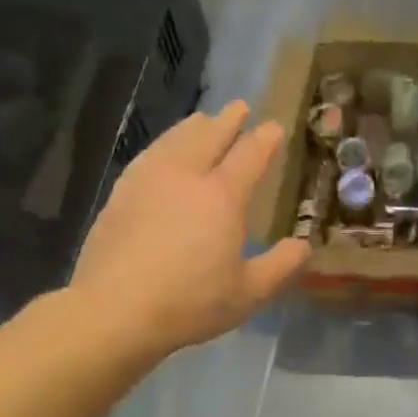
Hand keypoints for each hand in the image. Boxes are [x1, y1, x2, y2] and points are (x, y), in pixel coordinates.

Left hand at [72, 101, 308, 357]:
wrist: (114, 310)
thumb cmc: (190, 303)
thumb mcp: (248, 293)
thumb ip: (281, 266)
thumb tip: (303, 246)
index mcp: (222, 196)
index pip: (250, 156)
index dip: (265, 139)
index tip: (274, 127)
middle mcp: (186, 176)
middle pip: (210, 136)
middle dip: (228, 120)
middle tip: (240, 106)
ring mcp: (149, 181)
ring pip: (175, 140)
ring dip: (194, 126)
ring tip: (203, 119)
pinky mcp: (121, 193)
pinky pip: (148, 155)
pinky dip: (163, 144)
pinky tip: (162, 151)